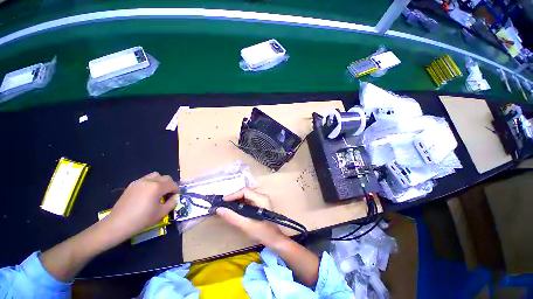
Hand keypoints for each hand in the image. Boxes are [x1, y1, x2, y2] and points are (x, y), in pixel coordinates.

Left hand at [104, 172, 177, 240]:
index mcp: (158, 187)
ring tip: (159, 192)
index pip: (173, 184)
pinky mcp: (132, 185)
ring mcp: (139, 181)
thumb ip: (172, 203)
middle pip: (166, 177)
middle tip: (169, 194)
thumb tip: (175, 197)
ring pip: (156, 176)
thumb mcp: (162, 213)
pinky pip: (146, 179)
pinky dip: (151, 183)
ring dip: (161, 182)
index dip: (177, 190)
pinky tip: (148, 194)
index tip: (176, 197)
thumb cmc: (142, 219)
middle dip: (170, 185)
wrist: (118, 224)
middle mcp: (149, 181)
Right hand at [216, 188, 287, 246]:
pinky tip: (235, 209)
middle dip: (234, 197)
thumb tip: (219, 209)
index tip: (223, 201)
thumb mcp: (246, 225)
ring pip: (247, 196)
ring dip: (237, 200)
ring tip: (227, 207)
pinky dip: (241, 204)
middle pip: (246, 192)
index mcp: (261, 198)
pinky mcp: (261, 205)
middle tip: (224, 204)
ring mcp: (262, 200)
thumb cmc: (263, 233)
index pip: (245, 191)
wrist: (275, 240)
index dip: (233, 195)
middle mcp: (262, 196)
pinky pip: (249, 200)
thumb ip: (232, 216)